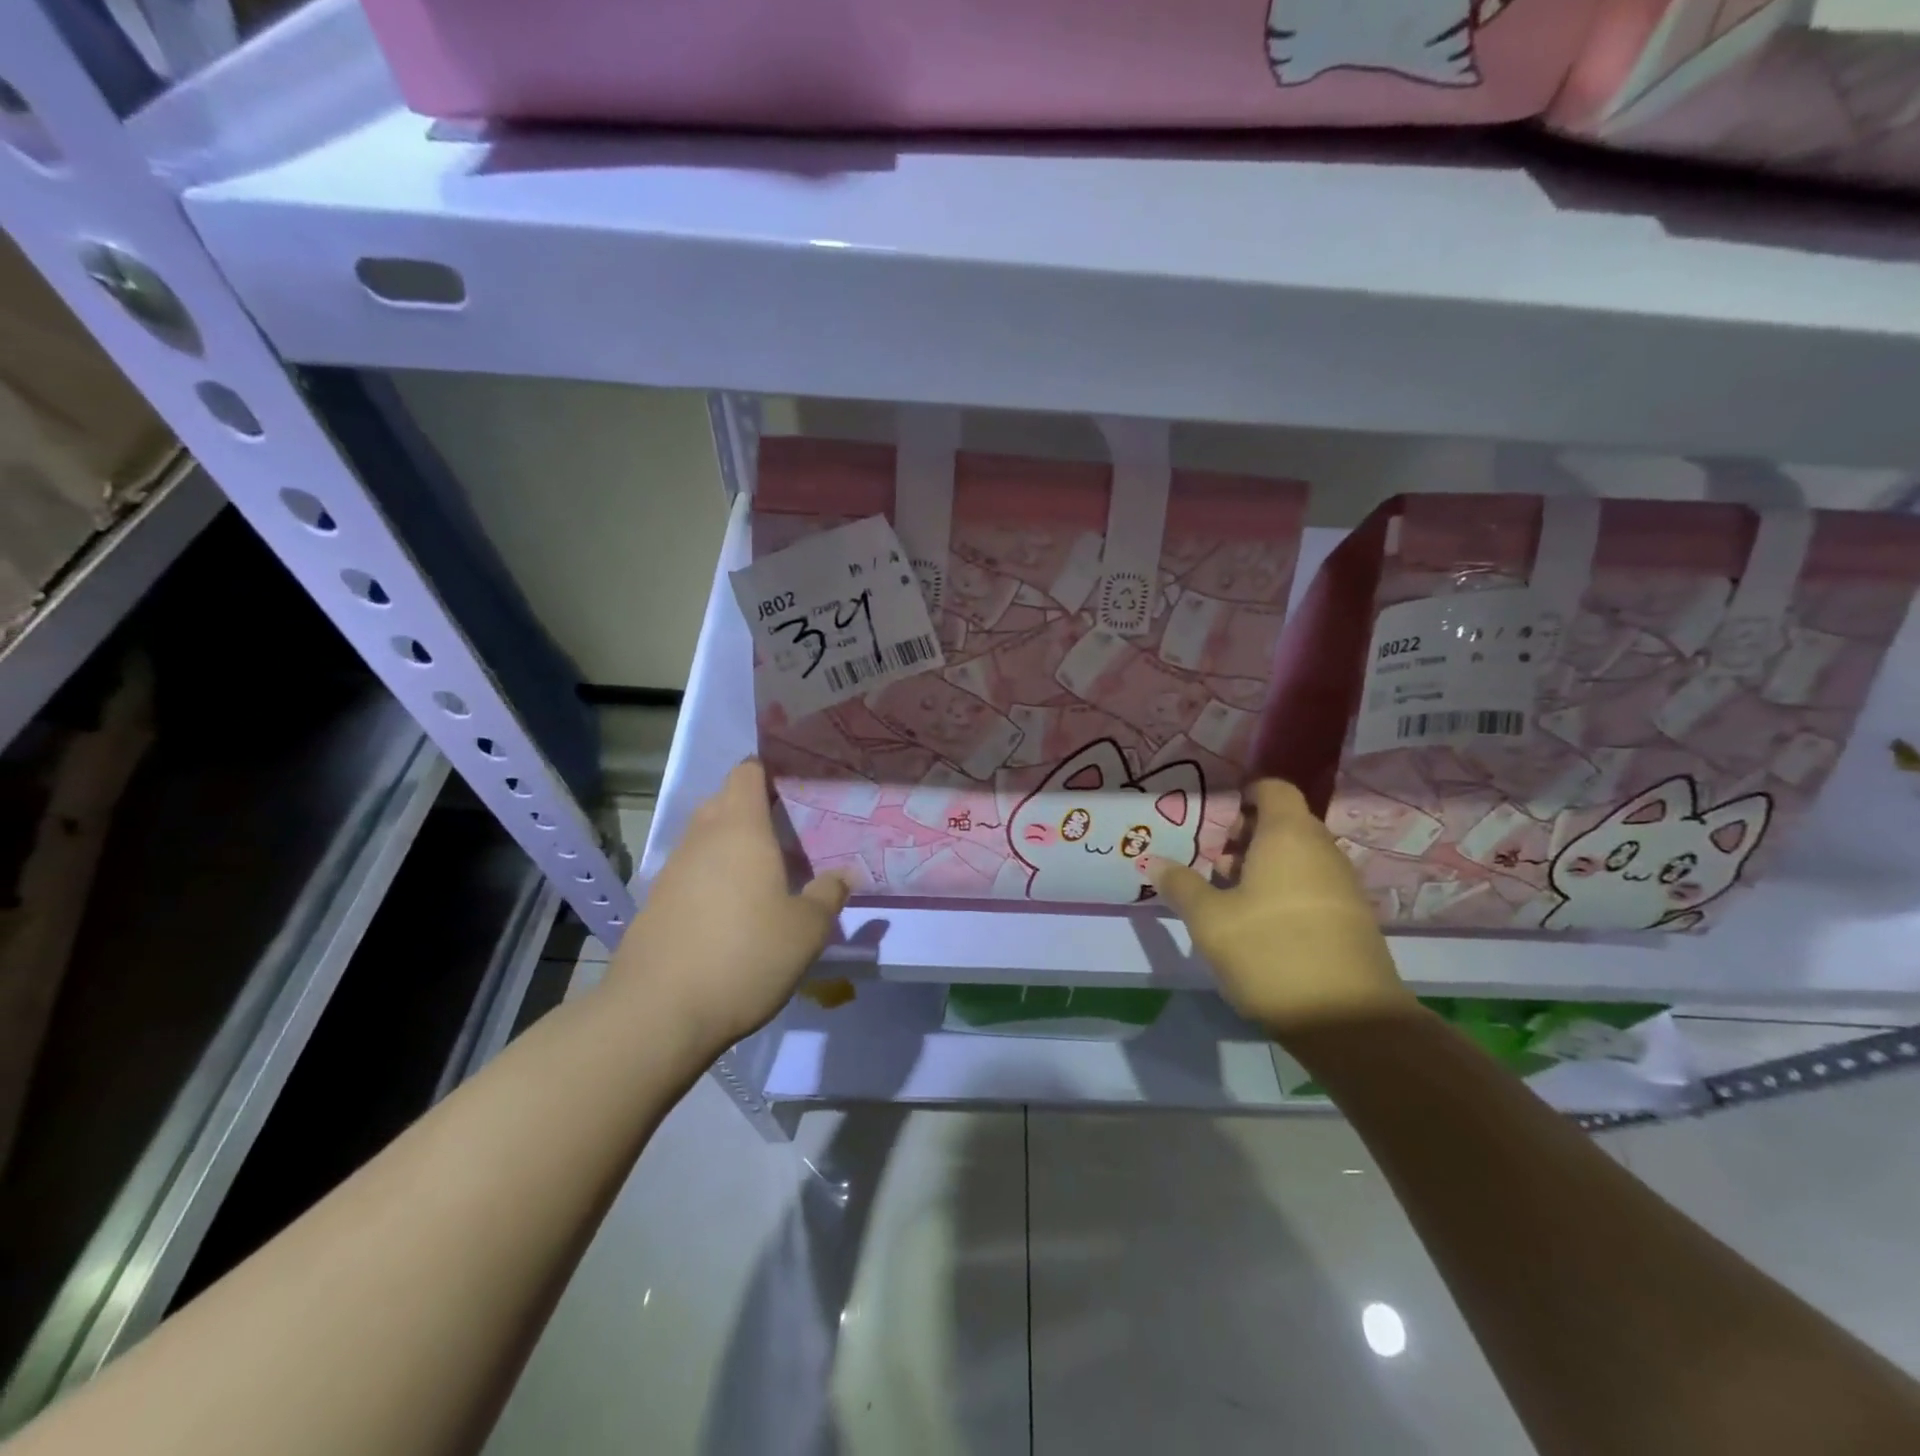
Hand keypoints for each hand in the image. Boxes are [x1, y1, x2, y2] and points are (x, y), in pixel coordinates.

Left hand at [609, 759, 849, 1051]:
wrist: (658, 1013)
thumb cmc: (745, 956)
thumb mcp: (806, 931)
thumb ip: (829, 895)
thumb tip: (845, 873)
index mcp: (740, 828)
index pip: (748, 773)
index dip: (770, 771)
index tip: (797, 785)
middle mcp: (702, 838)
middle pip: (725, 801)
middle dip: (755, 808)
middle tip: (791, 830)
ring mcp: (673, 870)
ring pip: (706, 838)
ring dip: (733, 845)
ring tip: (767, 871)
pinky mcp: (656, 903)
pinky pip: (692, 871)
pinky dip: (713, 876)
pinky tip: (733, 909)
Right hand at [1148, 780, 1415, 1037]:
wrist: (1348, 1020)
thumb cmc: (1269, 951)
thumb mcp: (1209, 920)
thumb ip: (1181, 885)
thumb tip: (1155, 862)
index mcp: (1288, 835)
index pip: (1274, 789)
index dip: (1245, 795)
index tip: (1216, 819)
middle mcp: (1322, 850)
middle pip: (1284, 823)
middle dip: (1245, 837)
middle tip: (1211, 864)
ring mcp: (1342, 885)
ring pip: (1297, 857)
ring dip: (1262, 867)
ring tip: (1228, 898)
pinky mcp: (1352, 919)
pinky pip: (1312, 885)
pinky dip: (1284, 891)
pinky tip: (1258, 926)